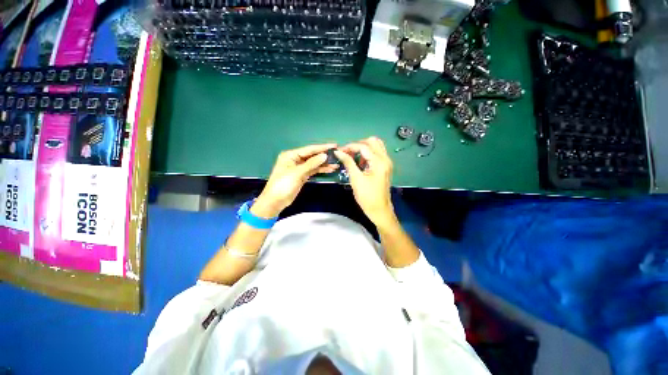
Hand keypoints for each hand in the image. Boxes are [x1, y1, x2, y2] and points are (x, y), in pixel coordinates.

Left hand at [253, 143, 338, 218]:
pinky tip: (329, 169)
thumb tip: (324, 156)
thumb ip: (311, 164)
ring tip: (336, 164)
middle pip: (312, 156)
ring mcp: (299, 168)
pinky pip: (313, 170)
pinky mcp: (302, 176)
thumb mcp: (297, 173)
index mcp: (291, 155)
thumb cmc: (283, 184)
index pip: (309, 149)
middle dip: (324, 155)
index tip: (334, 145)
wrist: (275, 201)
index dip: (322, 147)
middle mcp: (295, 159)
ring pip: (314, 164)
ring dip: (324, 164)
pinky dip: (320, 170)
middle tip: (337, 154)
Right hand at [335, 137, 396, 227]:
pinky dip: (368, 154)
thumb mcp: (356, 179)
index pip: (363, 146)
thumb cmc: (367, 196)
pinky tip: (360, 163)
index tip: (339, 151)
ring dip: (364, 148)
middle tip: (348, 153)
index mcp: (379, 162)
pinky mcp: (385, 167)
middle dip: (358, 144)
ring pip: (376, 146)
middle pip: (372, 141)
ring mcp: (387, 163)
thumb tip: (338, 152)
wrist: (379, 210)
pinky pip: (377, 154)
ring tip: (353, 157)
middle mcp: (385, 159)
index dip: (350, 147)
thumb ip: (348, 162)